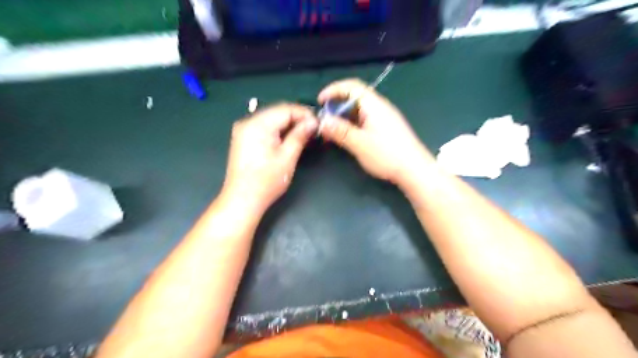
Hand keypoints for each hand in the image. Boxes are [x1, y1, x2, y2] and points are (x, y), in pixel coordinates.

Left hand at [223, 105, 317, 213]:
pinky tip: (289, 139)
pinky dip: (278, 131)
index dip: (305, 114)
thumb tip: (313, 122)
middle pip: (278, 112)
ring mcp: (243, 130)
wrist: (242, 200)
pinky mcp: (243, 139)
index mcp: (258, 124)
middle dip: (297, 119)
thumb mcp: (288, 157)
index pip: (286, 109)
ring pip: (271, 120)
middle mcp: (248, 122)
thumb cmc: (266, 181)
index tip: (319, 123)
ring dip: (288, 125)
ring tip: (305, 135)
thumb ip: (300, 135)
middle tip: (314, 130)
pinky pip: (264, 128)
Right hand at [317, 78, 427, 184]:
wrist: (415, 170)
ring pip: (359, 111)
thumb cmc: (388, 155)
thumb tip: (322, 121)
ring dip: (344, 117)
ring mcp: (384, 119)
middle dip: (337, 106)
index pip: (352, 86)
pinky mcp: (386, 129)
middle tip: (324, 120)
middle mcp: (380, 108)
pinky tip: (347, 137)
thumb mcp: (360, 144)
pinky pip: (365, 121)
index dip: (334, 89)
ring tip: (332, 130)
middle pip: (355, 98)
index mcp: (374, 105)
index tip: (320, 101)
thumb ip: (341, 131)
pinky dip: (352, 125)